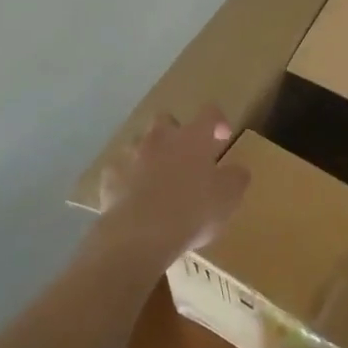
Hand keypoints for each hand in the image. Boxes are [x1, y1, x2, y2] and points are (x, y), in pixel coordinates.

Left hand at [94, 107, 249, 265]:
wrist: (140, 234)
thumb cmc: (192, 211)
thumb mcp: (228, 198)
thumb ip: (236, 179)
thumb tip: (238, 170)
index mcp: (192, 138)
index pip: (209, 113)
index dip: (217, 121)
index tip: (222, 136)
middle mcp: (160, 138)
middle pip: (165, 119)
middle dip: (174, 132)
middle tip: (184, 155)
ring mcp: (131, 155)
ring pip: (138, 143)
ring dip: (148, 154)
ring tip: (156, 178)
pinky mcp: (110, 177)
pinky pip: (118, 171)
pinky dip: (126, 180)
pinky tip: (131, 197)